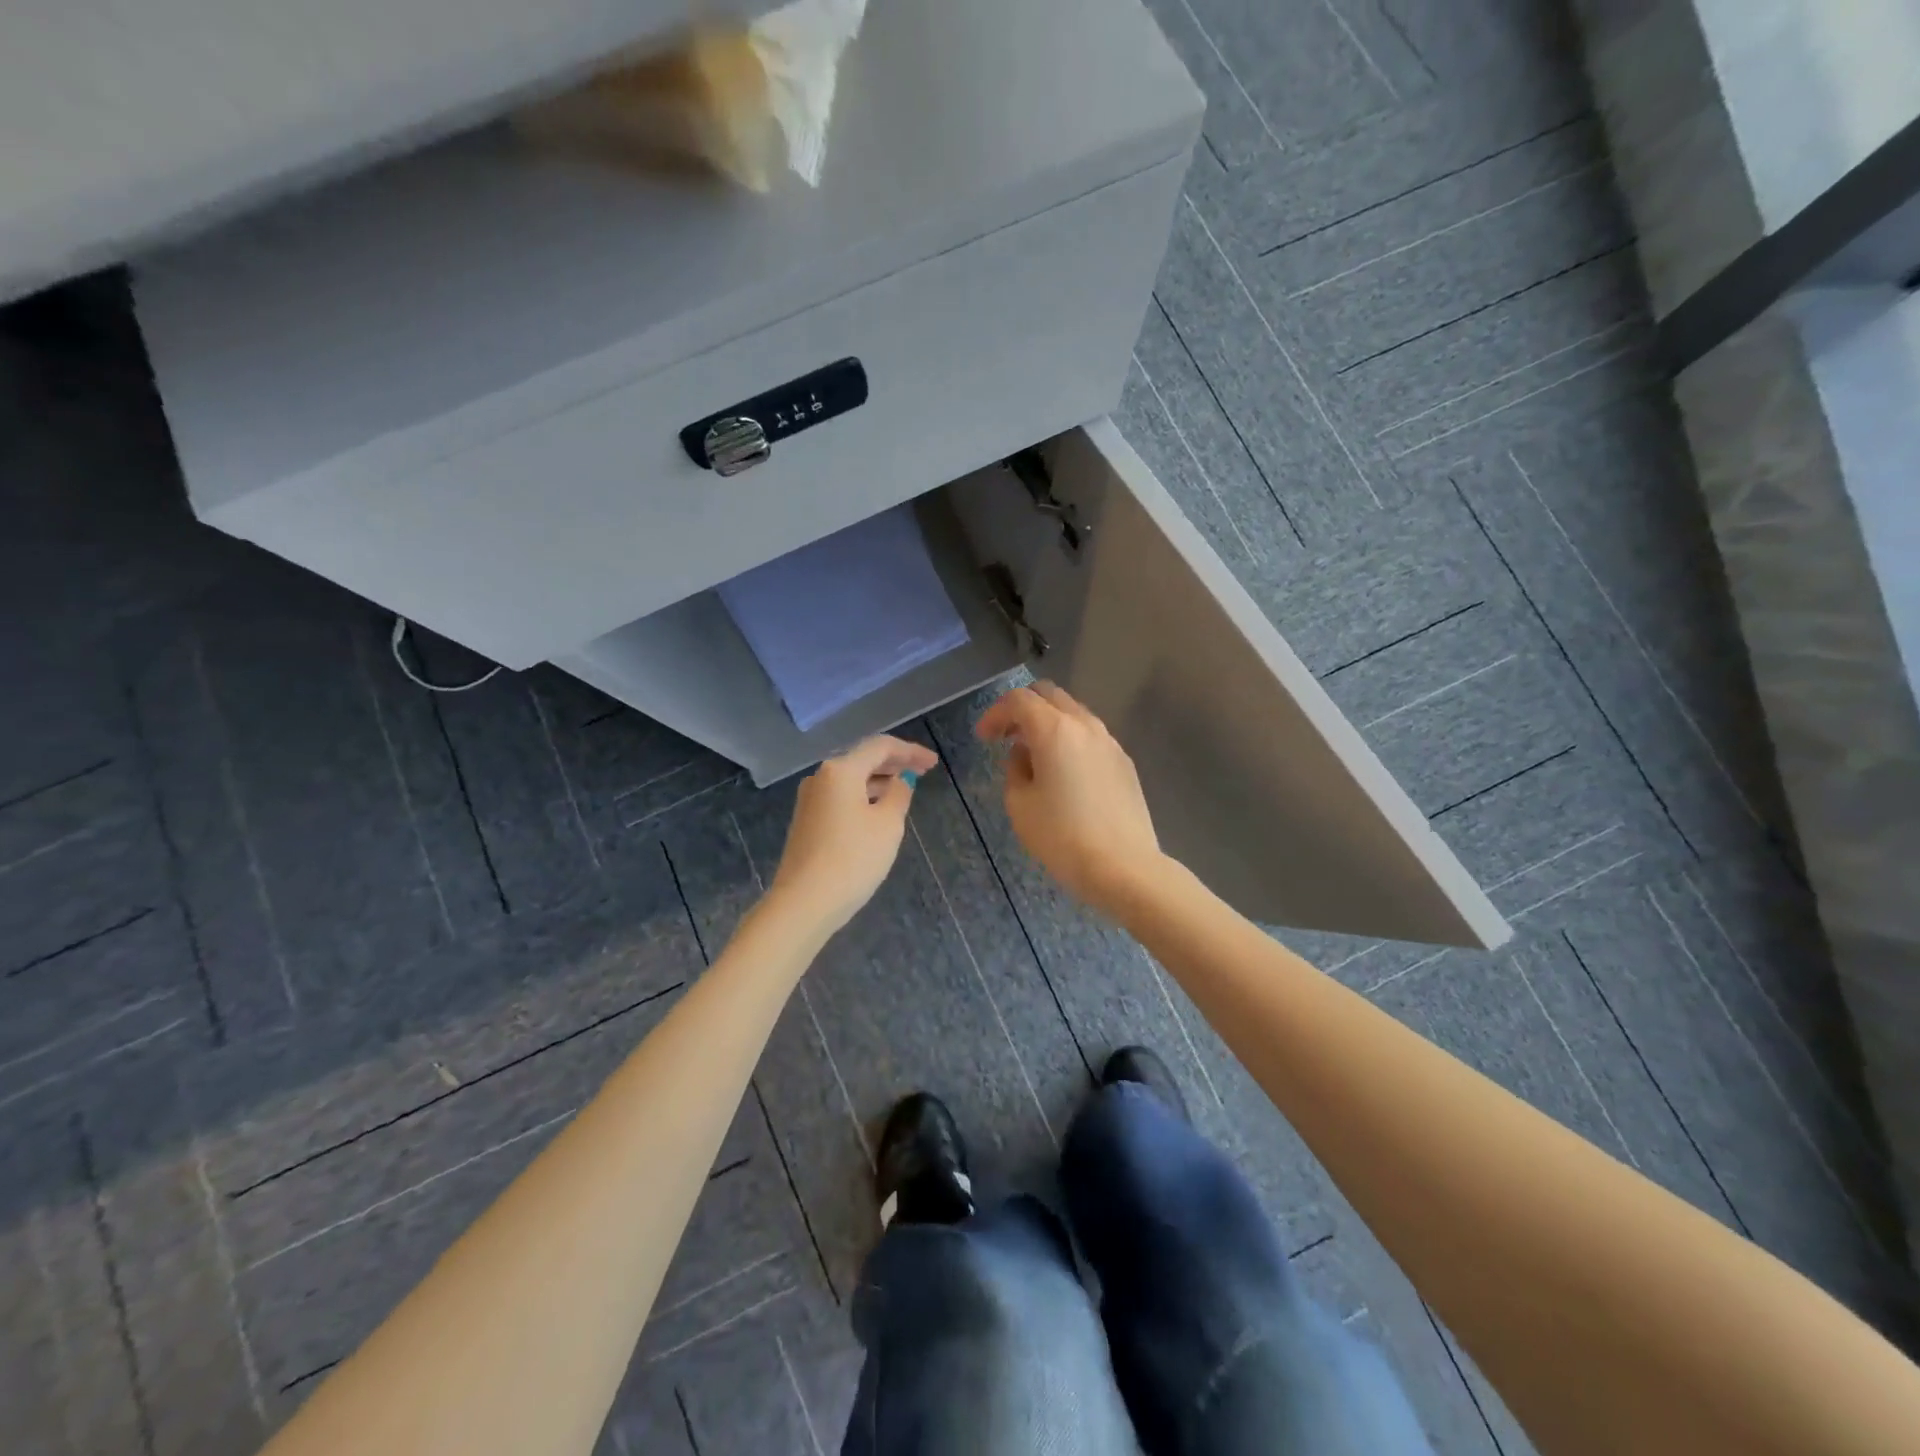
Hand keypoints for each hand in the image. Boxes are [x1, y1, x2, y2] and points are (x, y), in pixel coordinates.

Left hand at [768, 734, 938, 933]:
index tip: (933, 763)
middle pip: (862, 759)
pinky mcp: (807, 821)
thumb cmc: (853, 858)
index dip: (910, 751)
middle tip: (923, 770)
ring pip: (850, 779)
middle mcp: (820, 777)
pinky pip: (841, 797)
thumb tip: (900, 781)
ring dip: (878, 781)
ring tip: (904, 790)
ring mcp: (810, 800)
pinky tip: (878, 810)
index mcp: (840, 770)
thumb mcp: (888, 824)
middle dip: (894, 763)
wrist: (805, 902)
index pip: (880, 747)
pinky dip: (863, 796)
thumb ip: (899, 794)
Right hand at [974, 682, 1164, 917]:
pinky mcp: (1124, 762)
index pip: (1018, 700)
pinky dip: (1070, 740)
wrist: (1123, 866)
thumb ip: (1015, 768)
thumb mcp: (1020, 804)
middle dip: (1022, 709)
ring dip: (1048, 723)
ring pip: (1073, 713)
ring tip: (1034, 755)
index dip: (995, 713)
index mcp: (1054, 730)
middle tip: (1006, 736)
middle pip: (1049, 695)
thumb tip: (1025, 755)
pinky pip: (1090, 737)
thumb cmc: (1062, 836)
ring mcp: (1109, 742)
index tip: (983, 737)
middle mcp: (1085, 725)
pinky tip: (1064, 772)